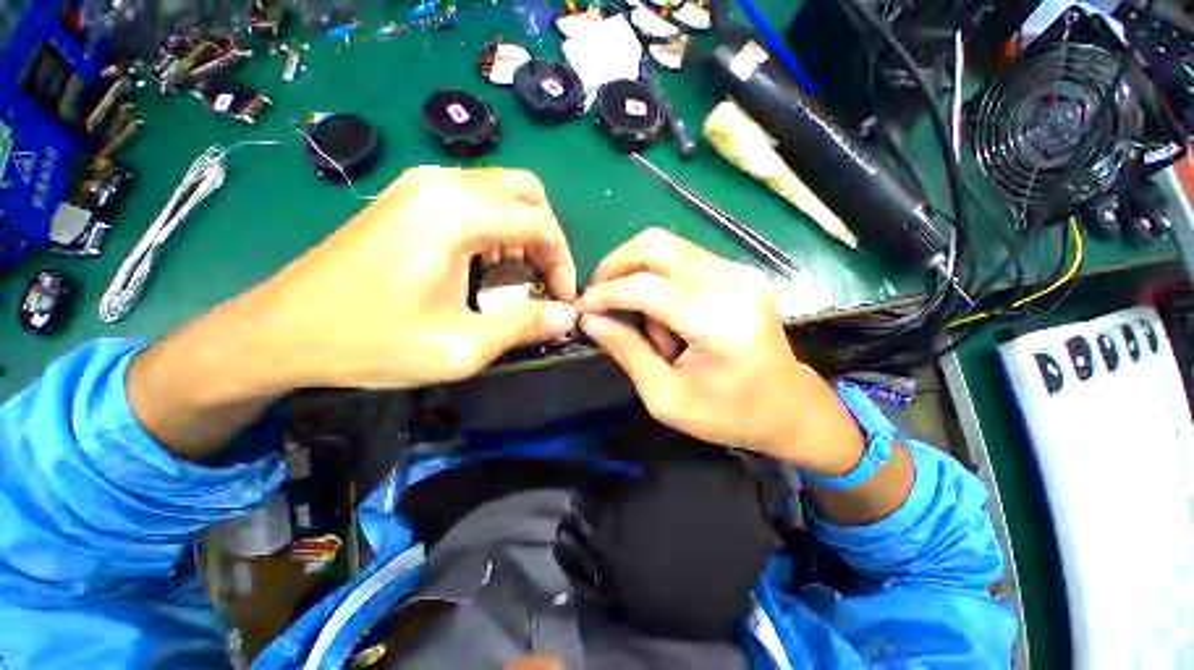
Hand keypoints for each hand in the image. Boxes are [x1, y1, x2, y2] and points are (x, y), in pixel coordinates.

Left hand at [129, 167, 578, 457]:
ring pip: (501, 193)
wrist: (280, 332)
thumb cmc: (371, 342)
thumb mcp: (461, 346)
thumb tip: (568, 317)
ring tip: (517, 279)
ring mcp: (419, 186)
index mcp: (455, 215)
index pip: (540, 223)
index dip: (563, 261)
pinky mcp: (408, 198)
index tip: (563, 298)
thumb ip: (524, 326)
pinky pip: (473, 200)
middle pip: (526, 193)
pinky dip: (496, 229)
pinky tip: (486, 266)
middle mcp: (441, 185)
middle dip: (547, 239)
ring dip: (522, 233)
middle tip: (544, 279)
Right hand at [578, 229, 862, 473]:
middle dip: (616, 265)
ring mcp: (740, 270)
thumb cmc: (729, 414)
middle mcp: (731, 282)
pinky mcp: (740, 271)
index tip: (581, 308)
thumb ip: (627, 352)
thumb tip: (591, 320)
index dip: (604, 293)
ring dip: (642, 277)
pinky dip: (662, 280)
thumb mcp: (666, 397)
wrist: (789, 407)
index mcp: (717, 320)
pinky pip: (684, 259)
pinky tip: (669, 316)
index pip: (644, 286)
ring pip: (667, 248)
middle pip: (655, 244)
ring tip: (650, 326)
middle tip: (600, 296)